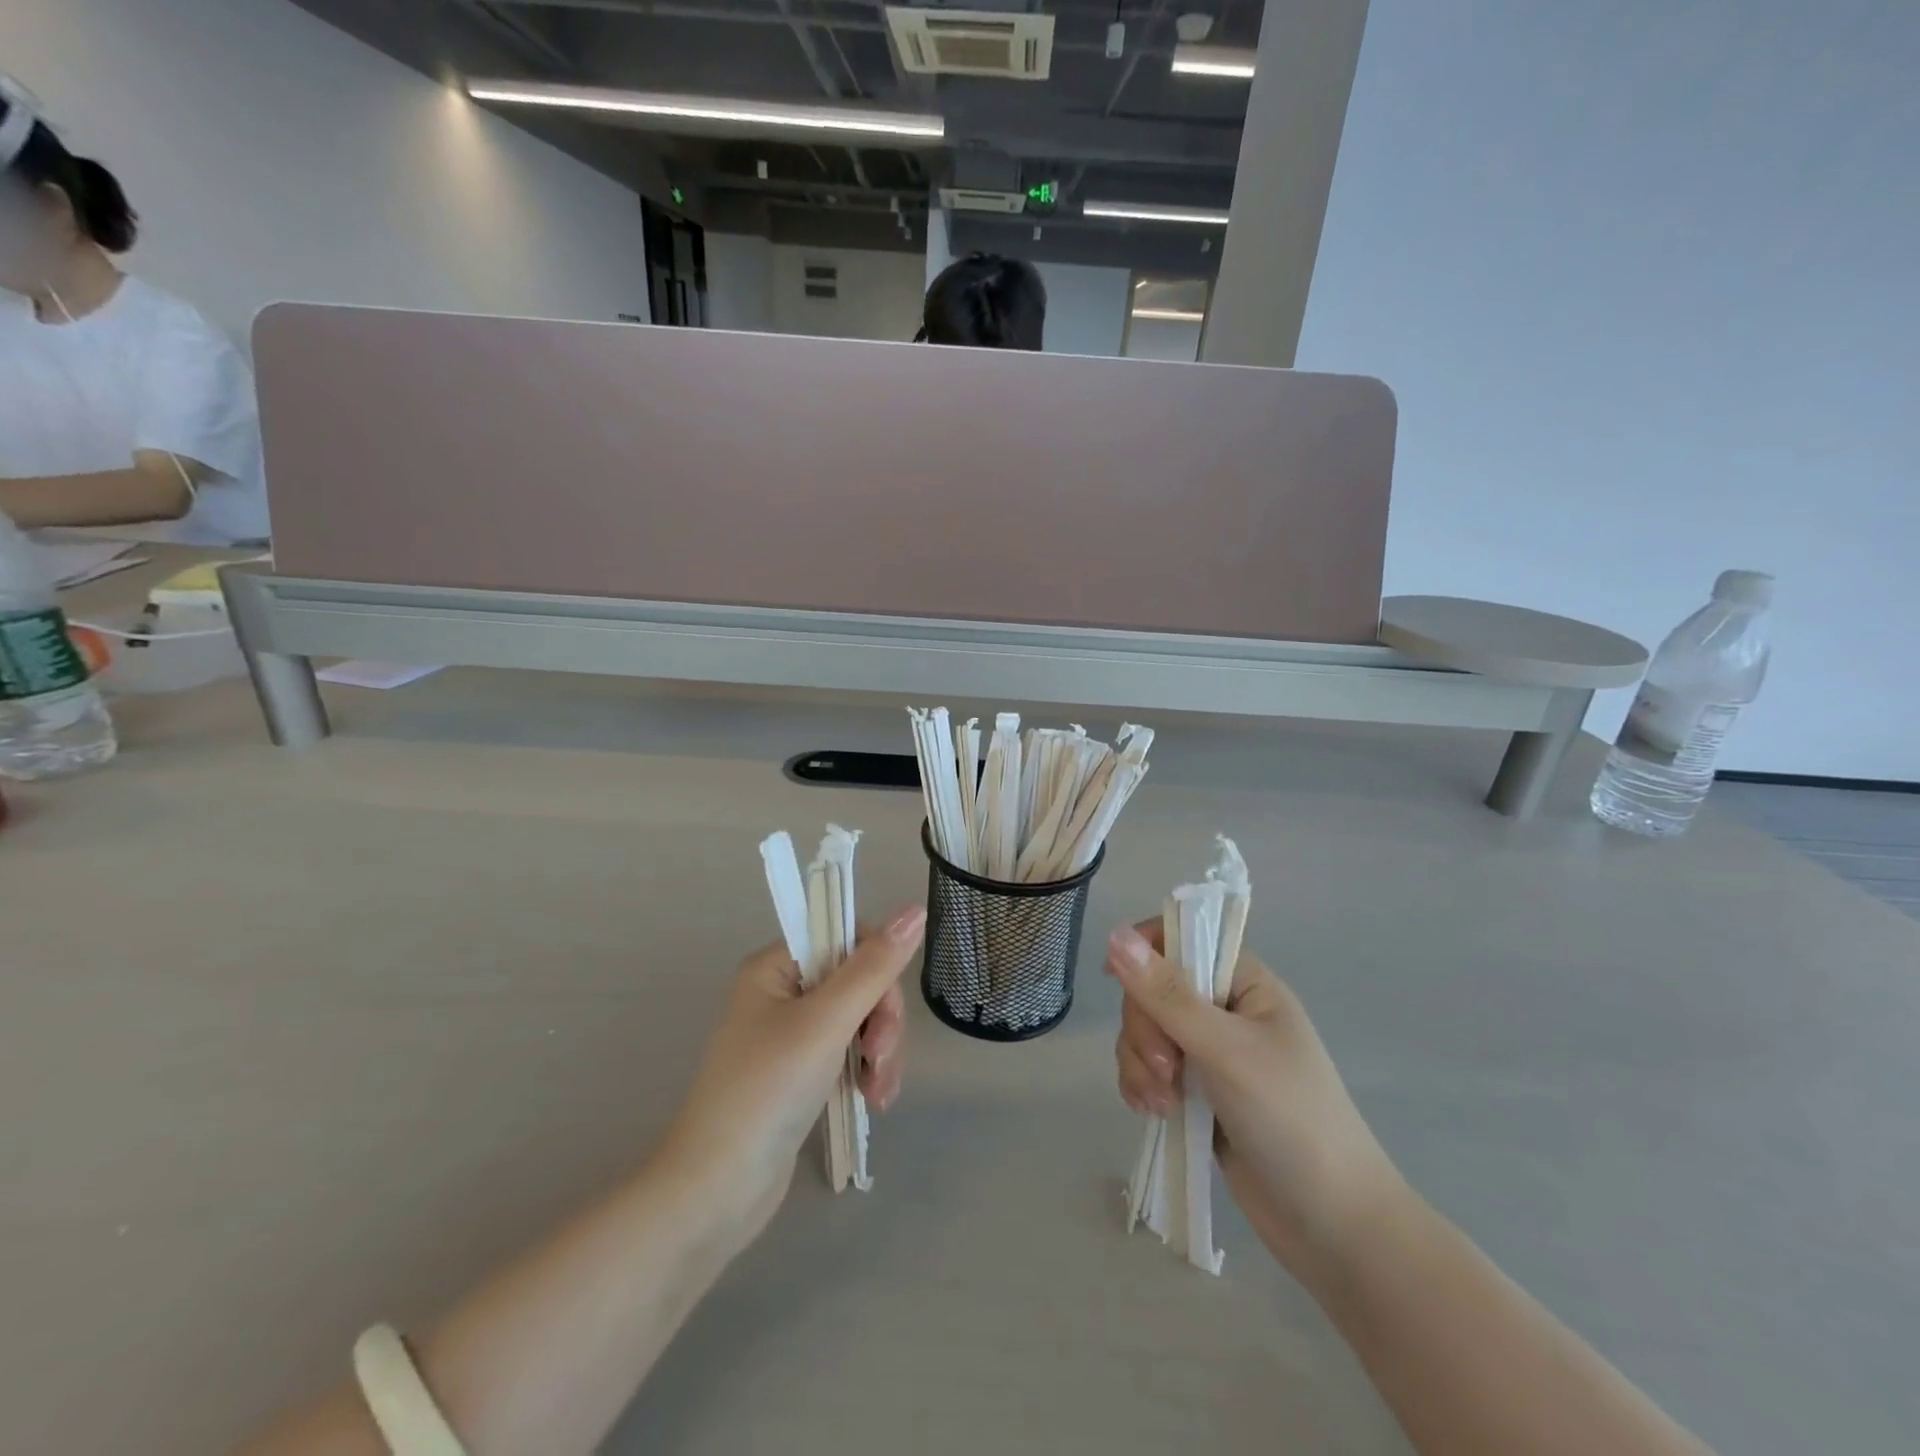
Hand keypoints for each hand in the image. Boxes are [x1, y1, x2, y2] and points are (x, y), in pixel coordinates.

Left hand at [655, 906, 925, 1247]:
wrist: (716, 1191)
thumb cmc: (768, 1091)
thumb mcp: (826, 1022)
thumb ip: (874, 967)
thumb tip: (916, 909)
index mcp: (775, 966)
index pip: (846, 938)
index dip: (877, 969)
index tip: (884, 1014)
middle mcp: (781, 992)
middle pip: (858, 981)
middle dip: (881, 1021)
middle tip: (881, 1060)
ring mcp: (790, 1034)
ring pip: (860, 1019)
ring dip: (880, 1051)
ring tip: (880, 1093)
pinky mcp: (799, 1072)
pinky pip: (848, 1051)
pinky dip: (867, 1071)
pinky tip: (874, 1099)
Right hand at [1107, 921, 1404, 1279]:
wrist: (1333, 1227)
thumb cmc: (1291, 1120)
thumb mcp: (1226, 1051)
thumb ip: (1168, 995)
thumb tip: (1115, 935)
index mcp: (1245, 983)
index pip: (1183, 940)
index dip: (1145, 952)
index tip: (1117, 979)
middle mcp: (1225, 1010)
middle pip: (1153, 990)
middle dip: (1146, 1030)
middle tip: (1168, 1071)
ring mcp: (1209, 1053)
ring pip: (1145, 1032)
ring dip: (1141, 1063)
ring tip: (1161, 1104)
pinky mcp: (1196, 1092)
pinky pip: (1148, 1069)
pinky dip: (1142, 1086)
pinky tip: (1154, 1113)